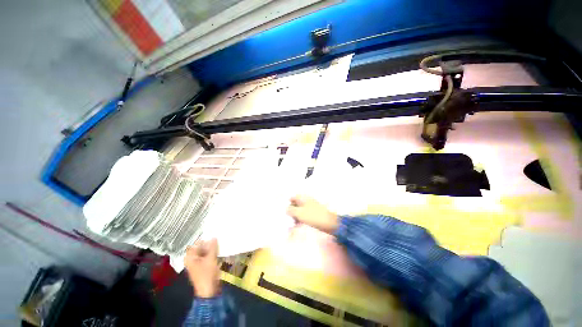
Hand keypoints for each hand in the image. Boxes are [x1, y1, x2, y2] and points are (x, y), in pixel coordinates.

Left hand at [184, 238, 219, 297]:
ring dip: (211, 248)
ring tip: (220, 244)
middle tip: (218, 239)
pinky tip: (219, 251)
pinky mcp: (203, 266)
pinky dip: (212, 253)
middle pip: (201, 247)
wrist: (209, 290)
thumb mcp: (211, 259)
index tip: (214, 235)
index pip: (197, 244)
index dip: (205, 240)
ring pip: (205, 252)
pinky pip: (207, 256)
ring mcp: (197, 263)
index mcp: (190, 257)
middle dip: (209, 244)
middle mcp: (192, 259)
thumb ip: (212, 247)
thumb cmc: (207, 274)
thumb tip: (214, 237)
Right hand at [286, 195, 338, 233]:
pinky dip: (300, 218)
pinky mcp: (313, 212)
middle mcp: (306, 200)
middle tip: (287, 219)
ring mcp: (310, 206)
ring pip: (299, 209)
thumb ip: (290, 210)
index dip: (287, 204)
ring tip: (292, 224)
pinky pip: (304, 214)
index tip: (283, 212)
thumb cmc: (312, 216)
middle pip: (295, 204)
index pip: (291, 197)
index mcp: (302, 197)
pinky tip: (298, 225)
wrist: (329, 223)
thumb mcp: (299, 213)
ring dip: (295, 216)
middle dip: (290, 211)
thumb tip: (286, 209)